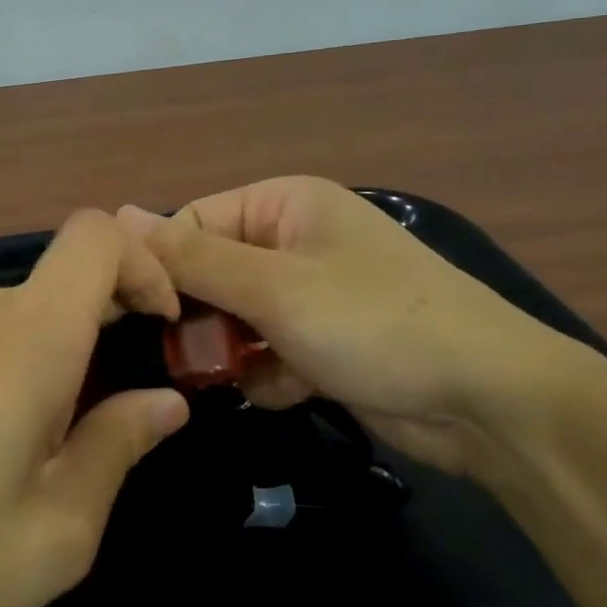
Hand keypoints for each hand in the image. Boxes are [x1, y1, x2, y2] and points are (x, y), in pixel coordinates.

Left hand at [0, 211, 188, 606]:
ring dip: (56, 359)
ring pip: (21, 317)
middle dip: (107, 328)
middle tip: (112, 416)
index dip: (143, 263)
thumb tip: (164, 402)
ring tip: (44, 452)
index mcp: (28, 339)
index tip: (159, 327)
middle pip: (62, 282)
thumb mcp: (56, 533)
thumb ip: (118, 448)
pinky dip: (10, 370)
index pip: (95, 237)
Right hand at [119, 177, 600, 474]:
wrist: (489, 401)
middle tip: (190, 358)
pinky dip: (271, 373)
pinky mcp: (325, 341)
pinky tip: (294, 388)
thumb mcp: (274, 287)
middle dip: (203, 318)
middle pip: (212, 273)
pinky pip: (269, 350)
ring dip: (235, 351)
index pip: (193, 223)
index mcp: (283, 205)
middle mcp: (294, 240)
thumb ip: (191, 257)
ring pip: (236, 318)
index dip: (164, 267)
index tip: (142, 315)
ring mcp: (312, 293)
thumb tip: (117, 214)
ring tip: (250, 374)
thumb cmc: (373, 322)